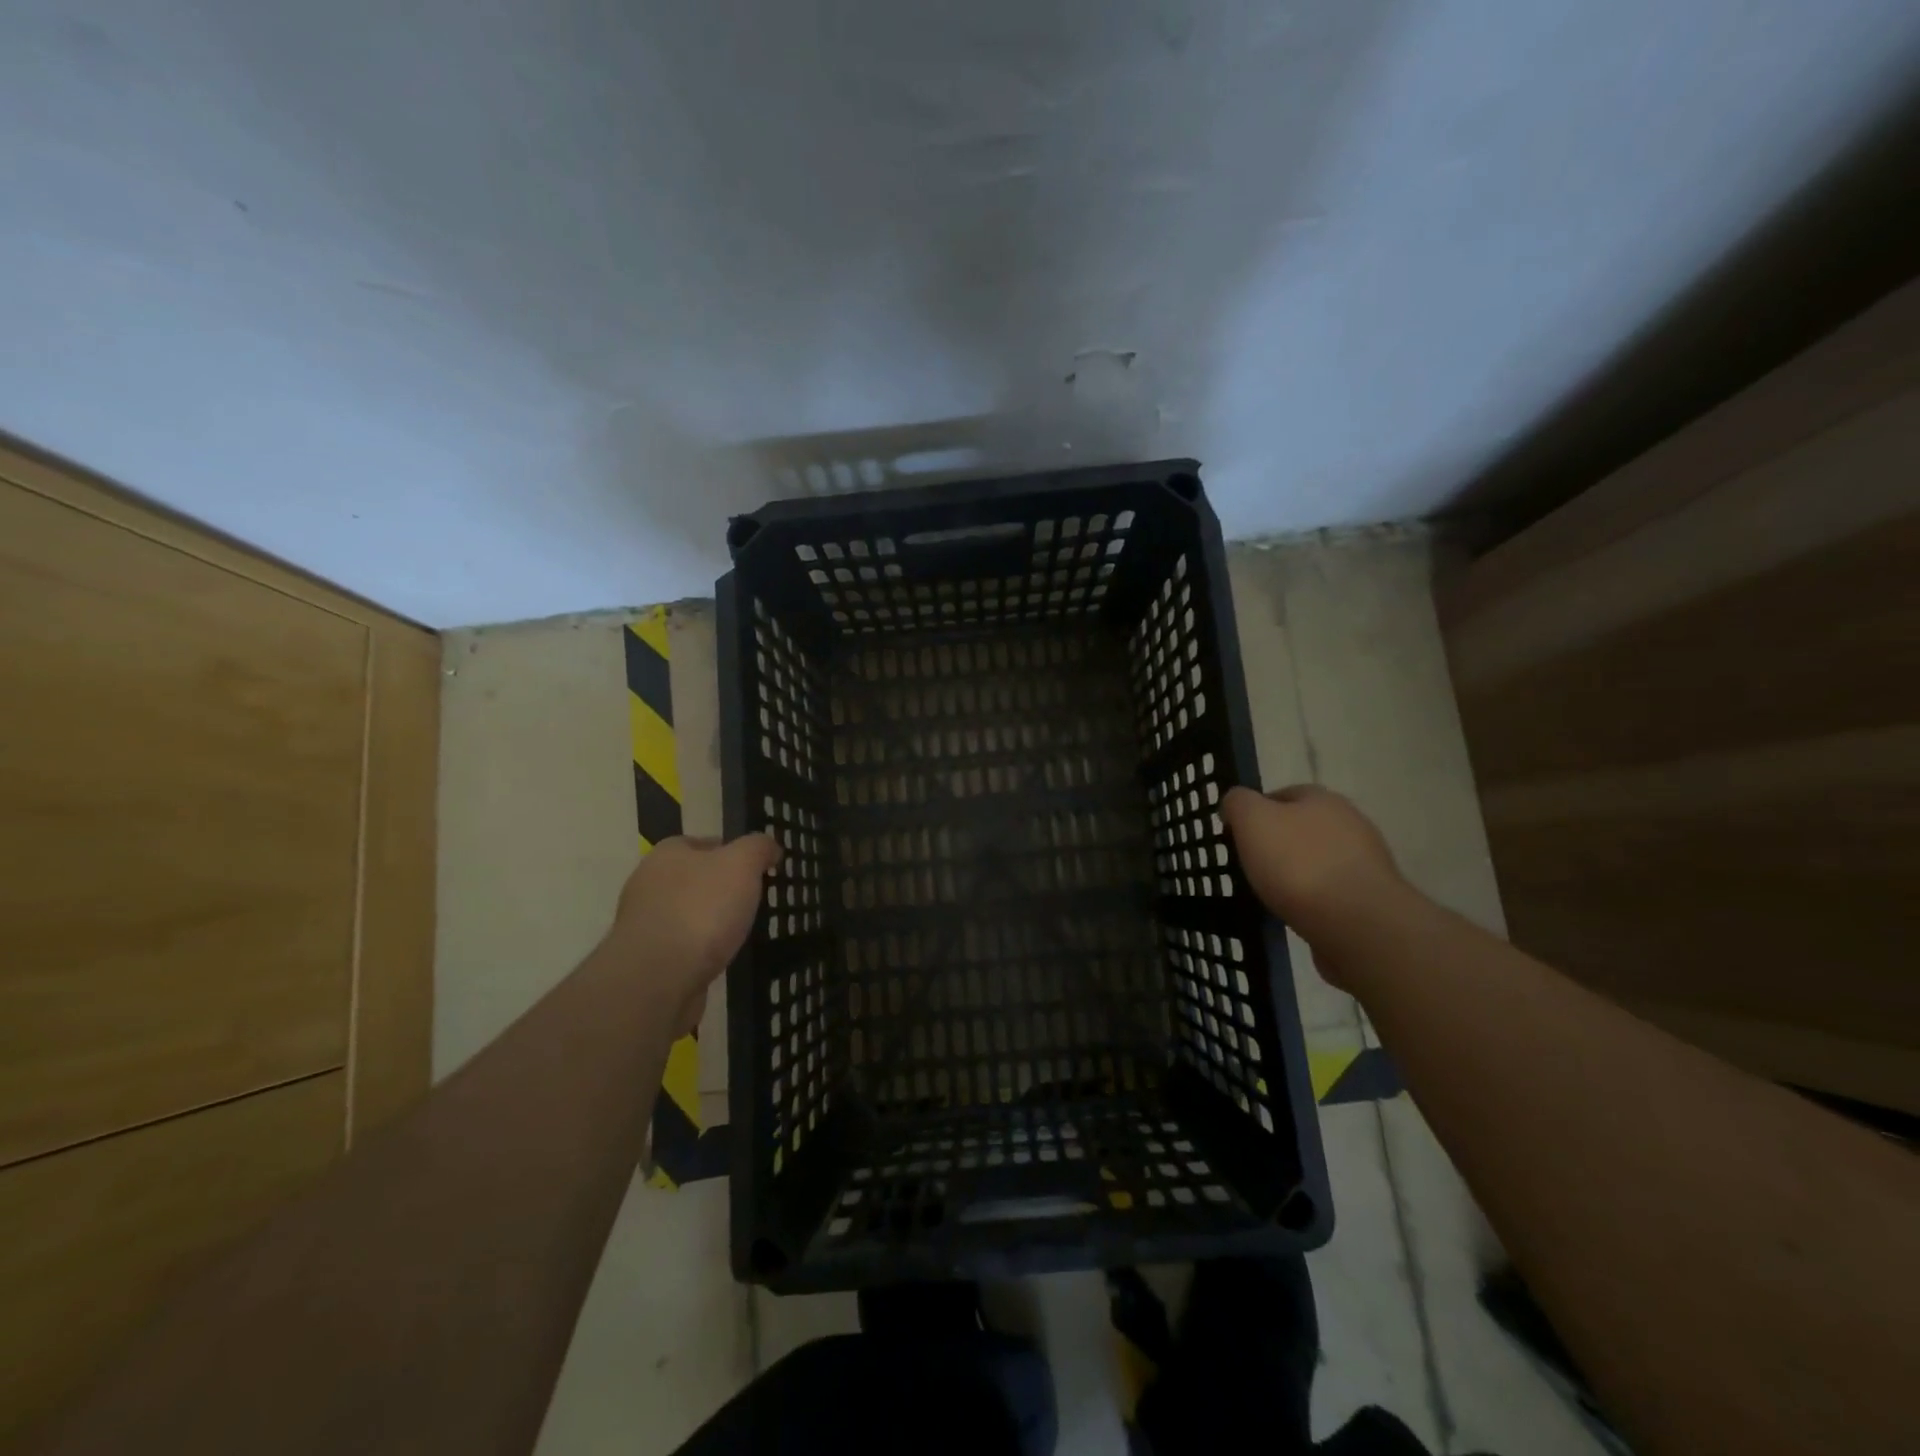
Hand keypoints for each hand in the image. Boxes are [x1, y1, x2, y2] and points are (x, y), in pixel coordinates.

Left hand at [607, 834, 779, 1033]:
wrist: (657, 979)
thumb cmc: (700, 910)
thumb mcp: (741, 864)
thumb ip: (758, 848)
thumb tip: (769, 847)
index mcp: (668, 853)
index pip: (705, 843)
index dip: (734, 852)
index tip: (758, 870)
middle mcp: (649, 883)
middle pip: (696, 878)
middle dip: (723, 888)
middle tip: (754, 901)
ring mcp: (645, 923)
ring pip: (689, 913)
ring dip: (711, 921)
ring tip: (741, 932)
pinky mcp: (648, 958)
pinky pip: (683, 945)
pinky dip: (701, 949)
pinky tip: (720, 957)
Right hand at [1222, 785, 1407, 982]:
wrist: (1357, 923)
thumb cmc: (1298, 863)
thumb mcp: (1252, 820)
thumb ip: (1238, 803)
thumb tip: (1235, 802)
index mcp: (1322, 799)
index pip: (1282, 794)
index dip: (1256, 812)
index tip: (1236, 837)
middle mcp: (1350, 823)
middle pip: (1302, 828)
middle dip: (1277, 844)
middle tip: (1250, 866)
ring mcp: (1365, 863)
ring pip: (1317, 861)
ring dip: (1296, 874)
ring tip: (1270, 895)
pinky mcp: (1371, 899)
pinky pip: (1331, 893)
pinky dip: (1313, 900)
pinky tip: (1297, 915)